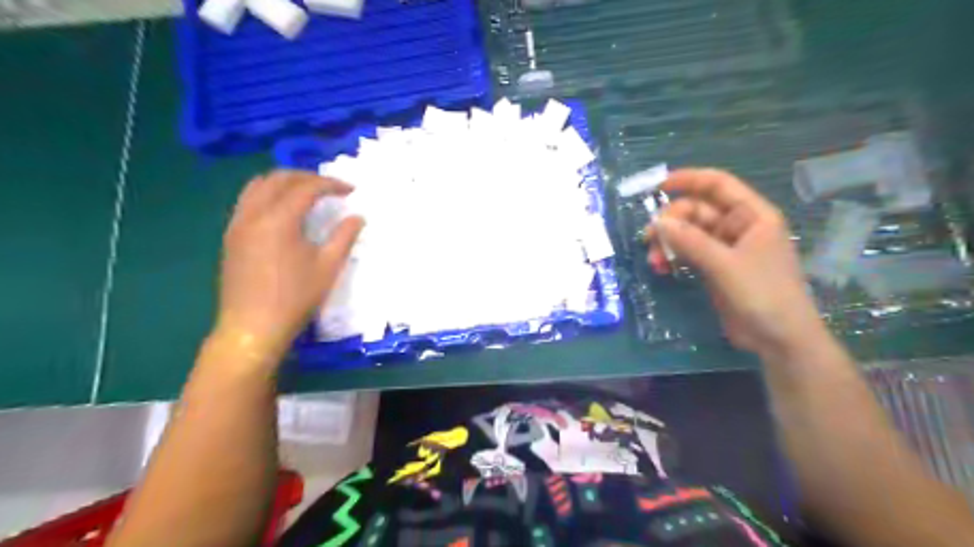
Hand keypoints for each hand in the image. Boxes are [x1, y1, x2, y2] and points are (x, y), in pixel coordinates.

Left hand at [214, 171, 363, 357]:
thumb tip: (357, 216)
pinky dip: (268, 195)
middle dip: (306, 177)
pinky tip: (283, 211)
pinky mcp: (231, 236)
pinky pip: (248, 201)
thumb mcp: (328, 267)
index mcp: (279, 220)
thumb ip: (345, 236)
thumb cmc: (295, 298)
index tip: (350, 190)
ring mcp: (237, 224)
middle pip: (278, 178)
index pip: (306, 188)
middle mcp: (253, 214)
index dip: (331, 184)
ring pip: (257, 186)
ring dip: (284, 182)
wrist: (253, 327)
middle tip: (330, 187)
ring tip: (306, 193)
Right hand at [649, 169, 823, 361]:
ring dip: (668, 243)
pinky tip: (661, 268)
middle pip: (696, 211)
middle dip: (671, 223)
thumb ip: (692, 242)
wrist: (779, 339)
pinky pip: (688, 253)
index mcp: (752, 216)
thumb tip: (658, 223)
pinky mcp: (714, 268)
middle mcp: (738, 227)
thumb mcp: (726, 265)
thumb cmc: (763, 295)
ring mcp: (725, 249)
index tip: (658, 186)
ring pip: (688, 234)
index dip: (689, 180)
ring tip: (654, 260)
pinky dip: (673, 257)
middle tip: (649, 239)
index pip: (718, 185)